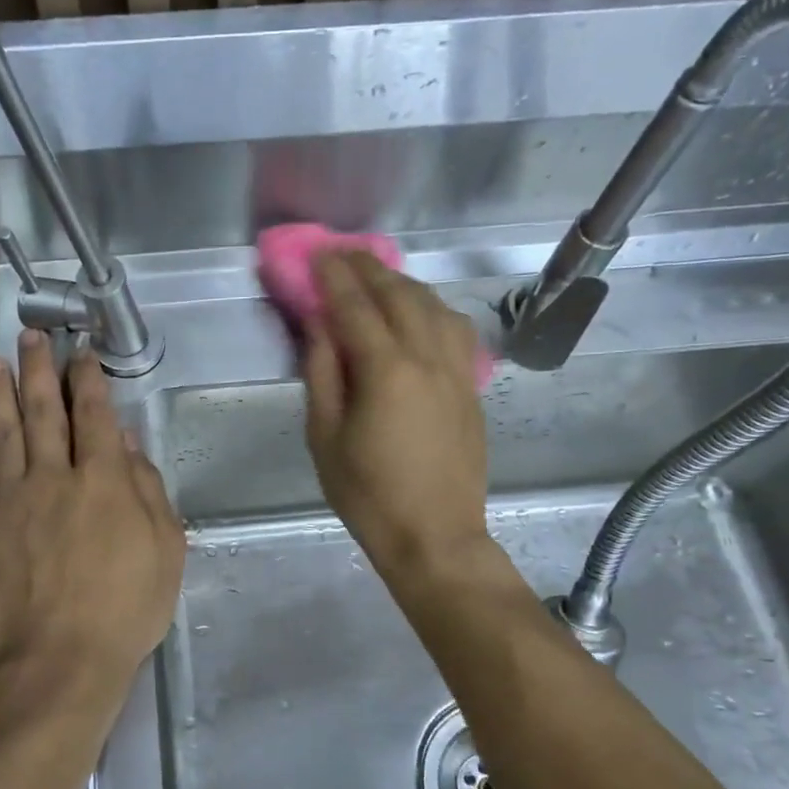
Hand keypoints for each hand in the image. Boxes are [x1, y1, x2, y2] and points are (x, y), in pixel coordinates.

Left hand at [0, 330, 184, 716]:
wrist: (58, 661)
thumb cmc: (125, 610)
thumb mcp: (166, 551)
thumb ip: (148, 491)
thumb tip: (130, 444)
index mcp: (105, 481)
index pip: (96, 415)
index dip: (89, 379)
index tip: (82, 352)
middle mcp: (55, 477)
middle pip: (45, 410)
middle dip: (40, 369)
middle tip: (31, 337)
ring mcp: (13, 499)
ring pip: (5, 431)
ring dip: (1, 392)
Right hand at [304, 252, 492, 579]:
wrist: (435, 535)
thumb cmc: (368, 494)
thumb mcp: (325, 437)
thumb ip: (322, 374)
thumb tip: (320, 326)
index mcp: (386, 371)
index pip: (356, 306)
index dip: (333, 276)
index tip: (317, 254)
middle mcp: (427, 357)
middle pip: (399, 295)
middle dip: (368, 268)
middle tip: (342, 253)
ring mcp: (457, 370)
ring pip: (433, 305)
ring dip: (402, 283)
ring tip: (377, 276)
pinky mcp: (471, 386)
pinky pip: (455, 328)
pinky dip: (432, 307)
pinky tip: (420, 311)